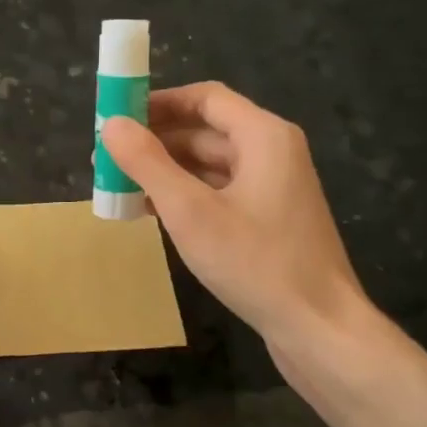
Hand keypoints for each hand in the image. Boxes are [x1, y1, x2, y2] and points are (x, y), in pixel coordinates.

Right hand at [101, 82, 376, 354]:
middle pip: (205, 130)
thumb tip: (111, 124)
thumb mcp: (190, 211)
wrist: (319, 327)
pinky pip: (219, 192)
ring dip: (165, 171)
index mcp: (263, 136)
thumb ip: (148, 163)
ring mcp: (273, 188)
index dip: (158, 102)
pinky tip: (151, 212)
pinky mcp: (269, 220)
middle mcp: (272, 152)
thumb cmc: (256, 262)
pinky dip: (185, 195)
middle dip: (155, 141)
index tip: (116, 116)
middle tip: (107, 158)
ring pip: (209, 165)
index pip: (205, 98)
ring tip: (118, 186)